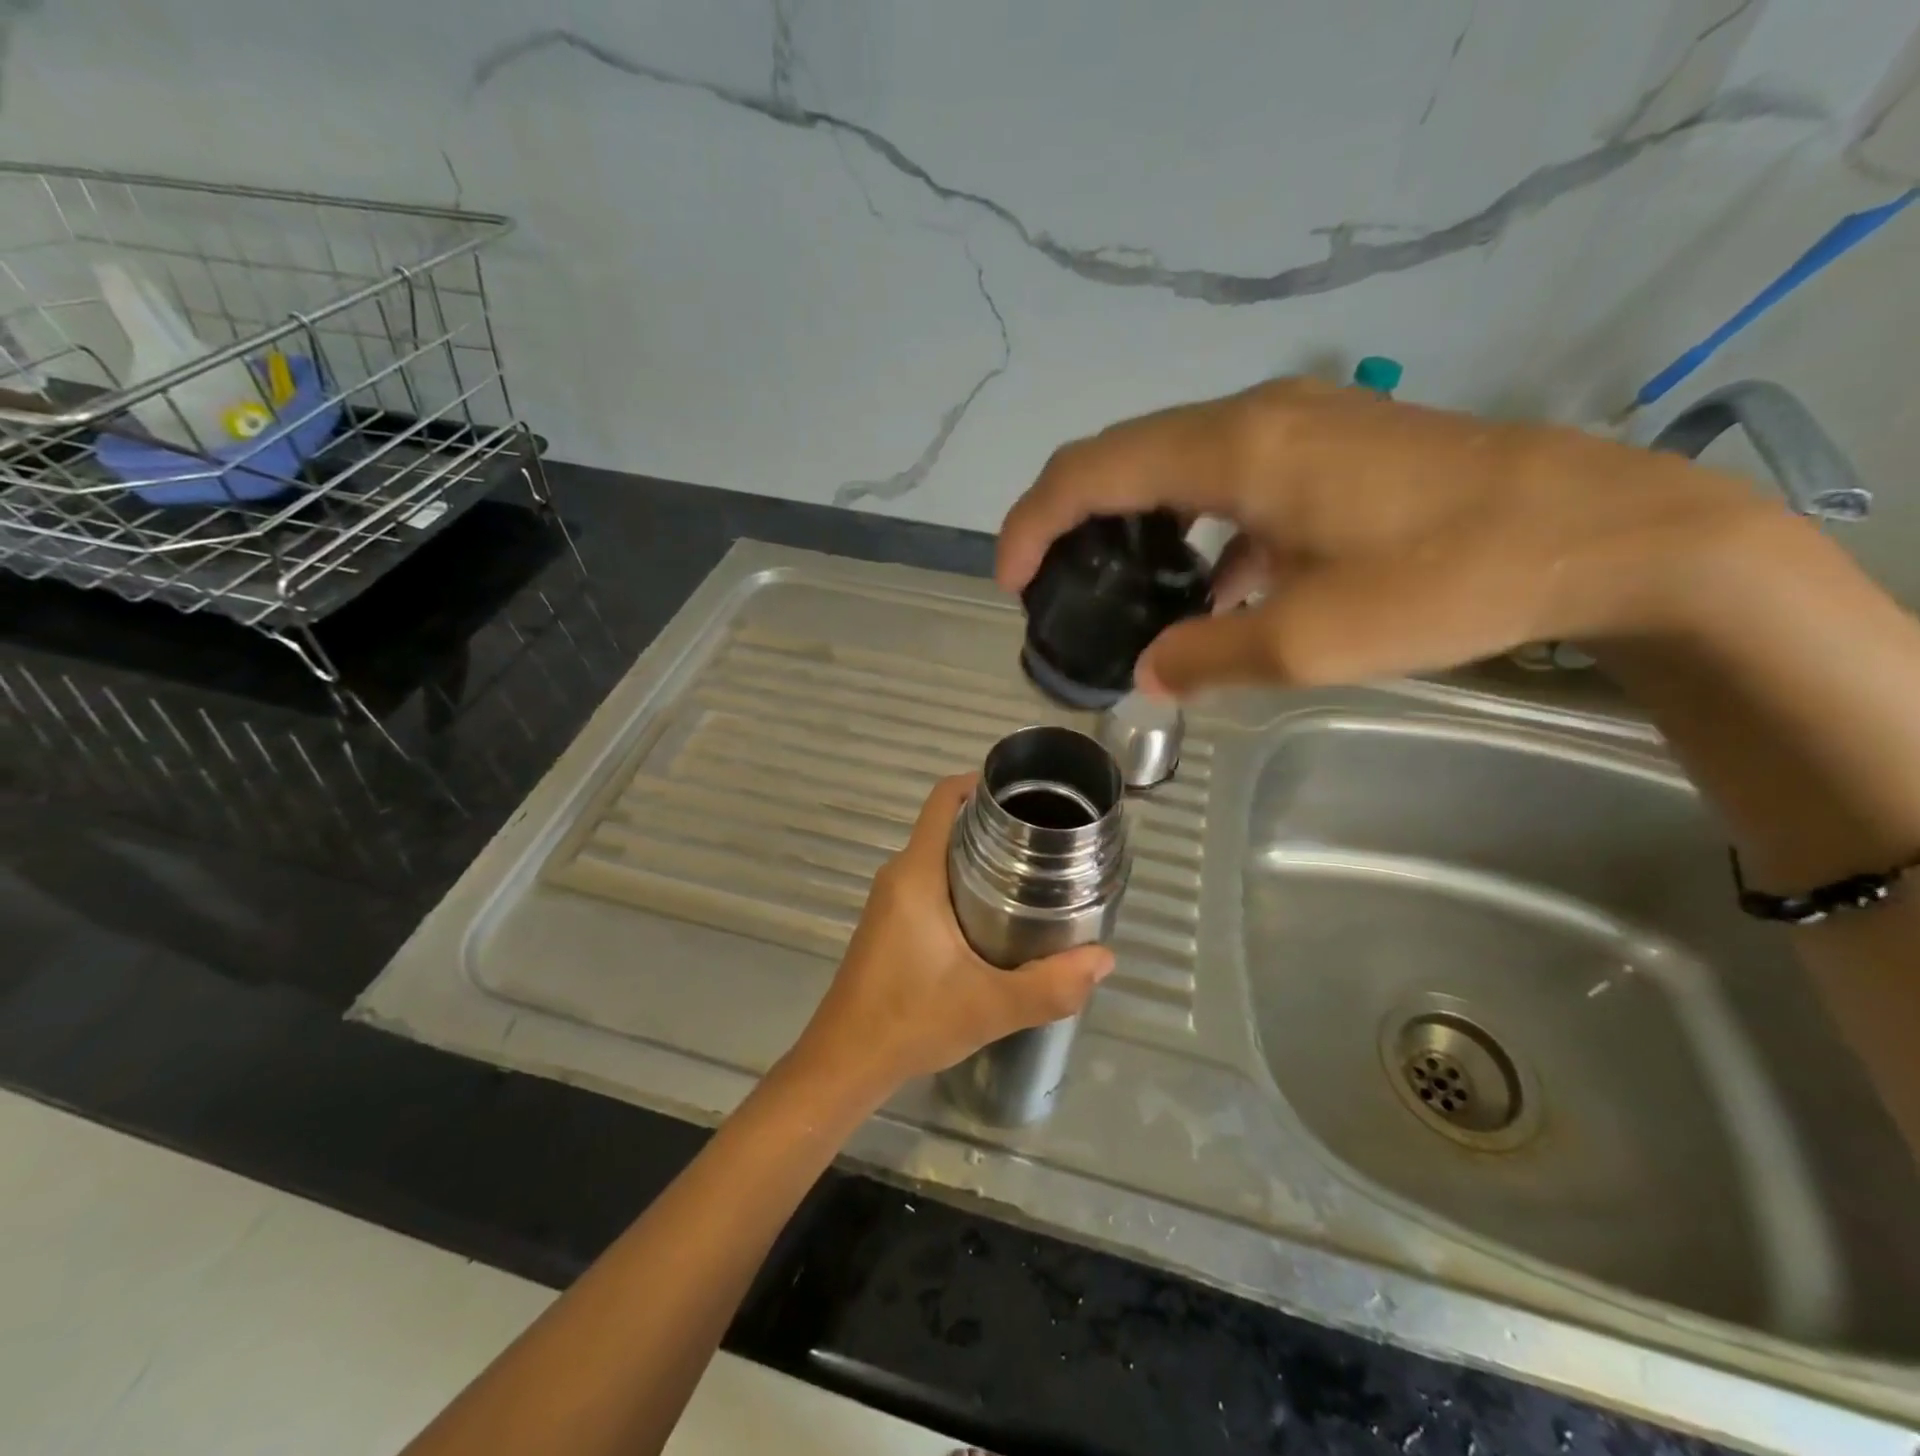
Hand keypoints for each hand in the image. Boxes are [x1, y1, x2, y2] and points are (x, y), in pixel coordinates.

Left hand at [787, 775, 1115, 1101]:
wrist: (845, 1063)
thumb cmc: (909, 1021)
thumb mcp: (989, 1005)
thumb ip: (1051, 985)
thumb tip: (1105, 959)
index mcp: (916, 874)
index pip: (943, 799)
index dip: (980, 782)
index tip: (1024, 791)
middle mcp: (899, 875)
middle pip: (947, 824)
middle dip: (994, 822)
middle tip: (1046, 836)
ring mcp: (890, 899)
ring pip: (939, 855)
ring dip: (980, 854)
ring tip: (1033, 870)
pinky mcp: (889, 923)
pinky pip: (930, 880)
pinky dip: (963, 880)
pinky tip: (997, 911)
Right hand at [997, 377, 1772, 696]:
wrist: (1600, 533)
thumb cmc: (1445, 580)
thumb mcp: (1308, 642)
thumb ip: (1207, 656)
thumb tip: (1148, 673)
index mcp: (1234, 451)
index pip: (1092, 470)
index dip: (1033, 521)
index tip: (1009, 581)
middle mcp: (1253, 418)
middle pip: (1125, 457)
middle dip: (1072, 521)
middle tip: (1054, 588)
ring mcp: (1297, 425)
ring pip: (1177, 466)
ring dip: (1136, 525)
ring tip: (1124, 593)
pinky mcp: (1331, 448)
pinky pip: (1231, 480)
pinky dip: (1198, 530)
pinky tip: (1217, 589)